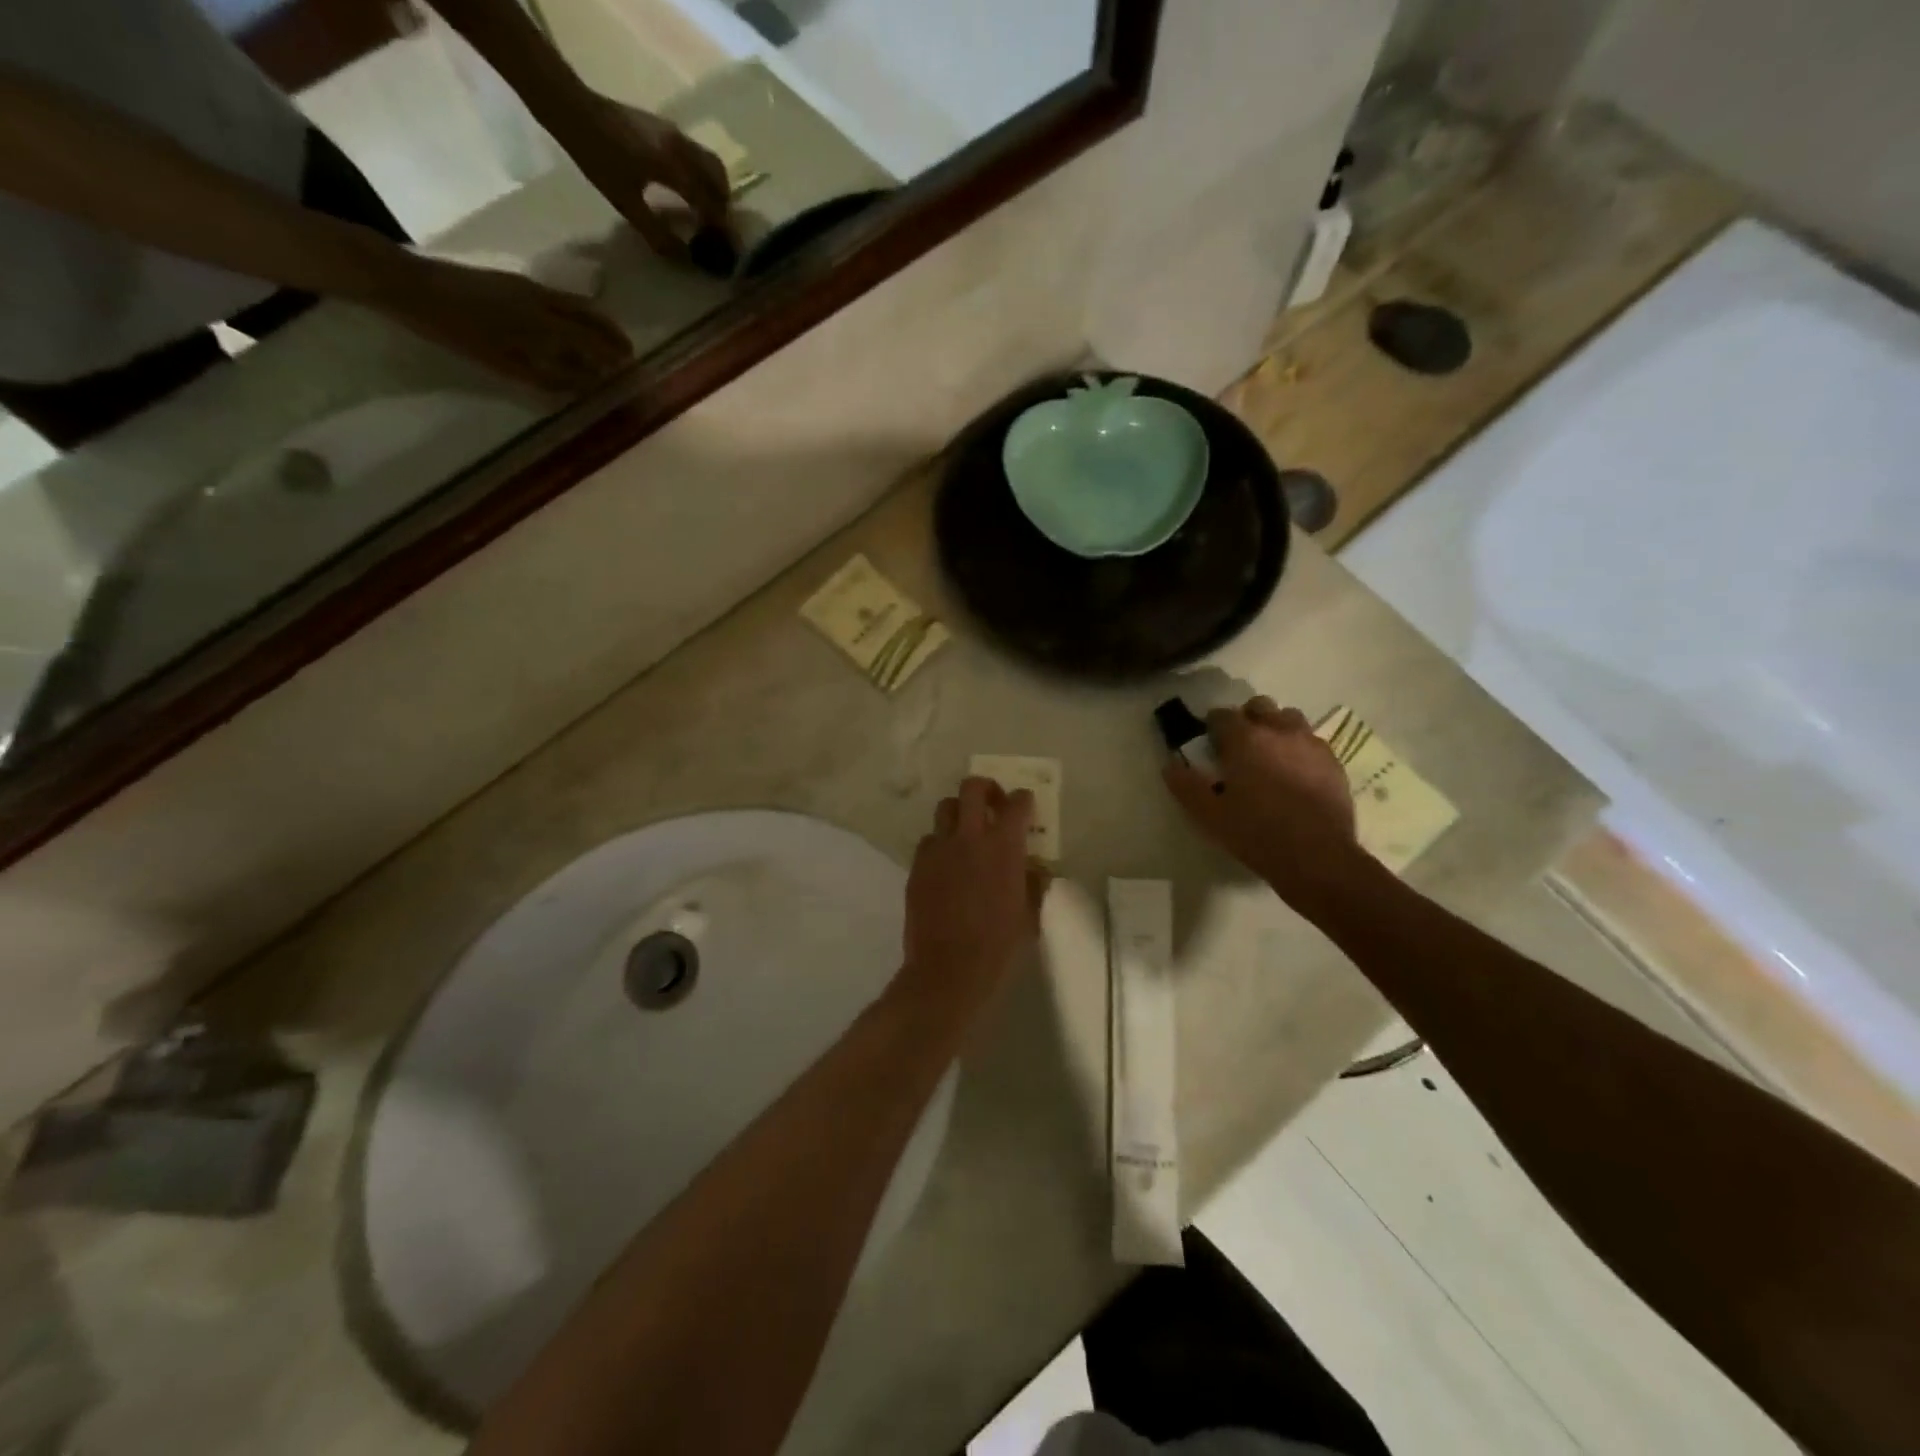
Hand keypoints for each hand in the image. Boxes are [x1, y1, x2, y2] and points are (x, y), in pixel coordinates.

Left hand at [373, 254, 631, 392]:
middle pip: (589, 317)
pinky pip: (558, 298)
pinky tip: (570, 323)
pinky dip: (575, 311)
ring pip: (574, 304)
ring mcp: (526, 288)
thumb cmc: (456, 331)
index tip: (629, 369)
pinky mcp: (511, 282)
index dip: (612, 356)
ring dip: (596, 321)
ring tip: (606, 337)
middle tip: (627, 352)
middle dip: (611, 335)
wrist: (409, 284)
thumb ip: (550, 376)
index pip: (592, 341)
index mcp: (544, 322)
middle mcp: (543, 301)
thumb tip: (586, 384)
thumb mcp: (504, 364)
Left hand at [557, 96, 731, 260]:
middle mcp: (680, 147)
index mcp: (671, 165)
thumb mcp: (624, 202)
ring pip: (710, 162)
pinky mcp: (666, 128)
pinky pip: (697, 154)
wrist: (573, 108)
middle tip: (717, 228)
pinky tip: (691, 188)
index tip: (722, 244)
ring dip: (715, 187)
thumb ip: (655, 231)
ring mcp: (674, 133)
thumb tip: (682, 256)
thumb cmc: (597, 156)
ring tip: (708, 210)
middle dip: (722, 204)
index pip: (707, 200)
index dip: (717, 225)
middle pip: (717, 177)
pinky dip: (703, 173)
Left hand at [900, 777, 1050, 1022]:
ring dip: (959, 814)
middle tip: (992, 803)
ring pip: (945, 809)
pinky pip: (928, 841)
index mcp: (1003, 847)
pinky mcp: (917, 866)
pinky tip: (947, 864)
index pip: (1017, 804)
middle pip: (972, 788)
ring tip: (966, 833)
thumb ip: (1033, 883)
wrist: (948, 970)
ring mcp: (938, 849)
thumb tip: (1034, 868)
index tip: (1025, 806)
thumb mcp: (1028, 914)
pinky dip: (940, 844)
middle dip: (985, 788)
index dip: (1023, 800)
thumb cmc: (998, 946)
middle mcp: (969, 838)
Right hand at [1163, 697, 1368, 917]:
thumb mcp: (1209, 815)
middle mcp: (1279, 731)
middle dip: (1247, 719)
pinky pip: (1312, 741)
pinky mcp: (1334, 762)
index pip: (1222, 715)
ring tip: (1270, 755)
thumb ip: (1186, 786)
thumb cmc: (1256, 833)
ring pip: (1290, 718)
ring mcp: (1310, 744)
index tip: (1208, 743)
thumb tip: (1170, 766)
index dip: (1212, 725)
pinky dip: (1299, 748)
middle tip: (1238, 746)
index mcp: (1245, 739)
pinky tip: (1295, 773)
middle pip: (1260, 706)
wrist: (1317, 857)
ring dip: (1276, 728)